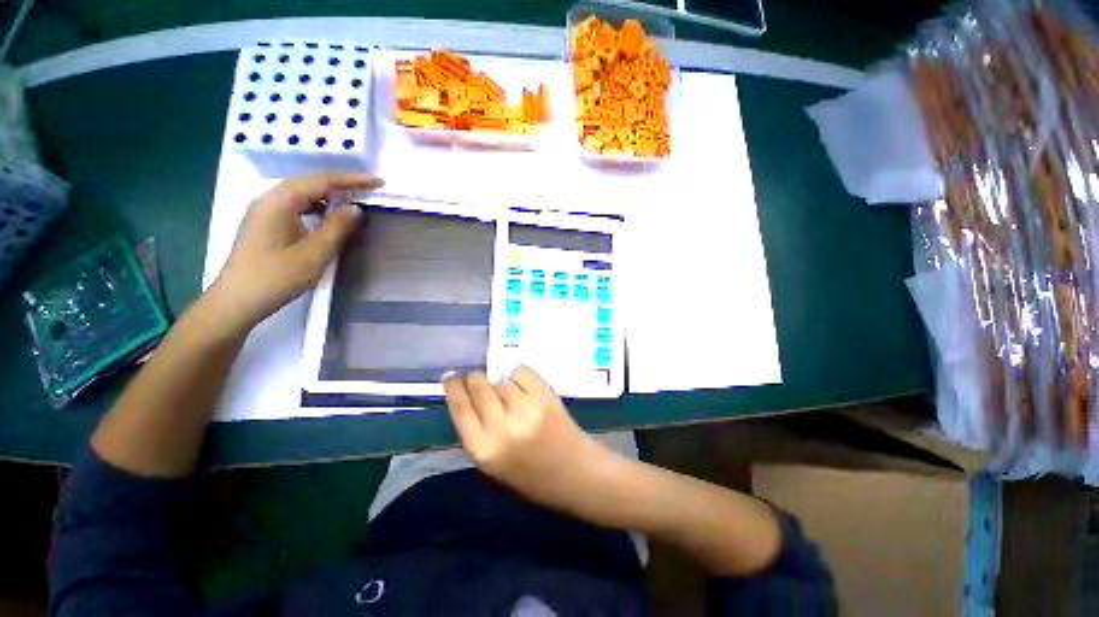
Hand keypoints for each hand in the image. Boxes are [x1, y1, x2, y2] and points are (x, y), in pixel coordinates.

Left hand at [210, 172, 382, 332]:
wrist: (238, 300)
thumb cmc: (277, 277)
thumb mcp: (315, 253)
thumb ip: (337, 227)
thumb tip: (356, 208)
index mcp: (280, 201)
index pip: (321, 181)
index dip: (352, 179)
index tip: (379, 182)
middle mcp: (270, 199)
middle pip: (311, 182)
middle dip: (342, 183)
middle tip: (370, 189)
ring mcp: (266, 211)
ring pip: (303, 194)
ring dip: (330, 195)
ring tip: (354, 200)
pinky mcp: (266, 223)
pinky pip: (297, 206)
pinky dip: (318, 207)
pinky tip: (329, 217)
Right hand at [443, 366, 612, 508]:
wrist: (575, 474)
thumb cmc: (533, 477)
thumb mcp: (495, 464)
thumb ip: (480, 432)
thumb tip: (471, 396)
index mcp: (484, 451)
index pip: (460, 409)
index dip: (453, 388)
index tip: (450, 375)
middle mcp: (501, 428)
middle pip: (479, 388)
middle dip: (476, 379)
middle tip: (477, 378)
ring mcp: (525, 410)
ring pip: (502, 380)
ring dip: (503, 383)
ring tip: (512, 396)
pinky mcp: (545, 397)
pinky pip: (523, 372)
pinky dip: (521, 376)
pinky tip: (525, 386)